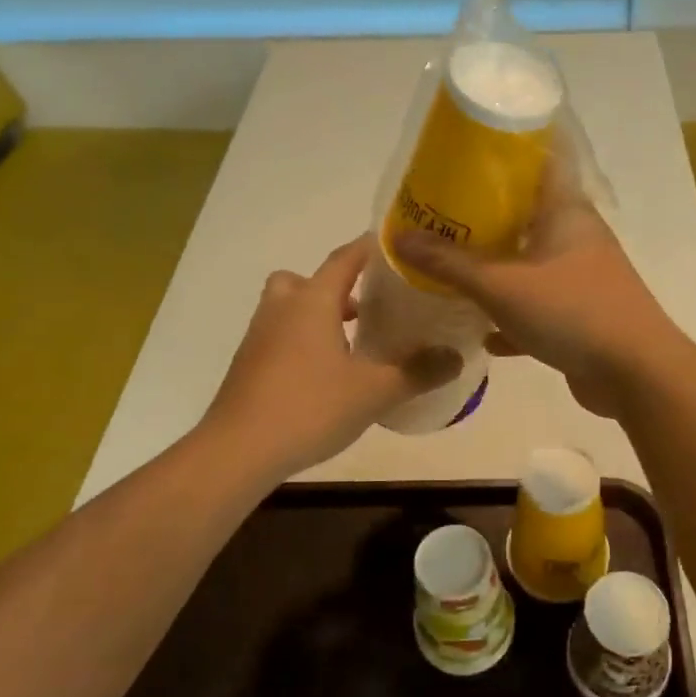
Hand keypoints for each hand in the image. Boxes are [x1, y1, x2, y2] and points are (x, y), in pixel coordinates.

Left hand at [204, 236, 460, 477]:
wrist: (238, 450)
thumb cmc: (309, 408)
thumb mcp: (373, 392)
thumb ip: (417, 372)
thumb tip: (456, 357)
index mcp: (312, 302)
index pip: (344, 258)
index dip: (370, 249)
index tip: (394, 246)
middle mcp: (281, 309)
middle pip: (305, 279)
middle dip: (335, 286)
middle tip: (364, 307)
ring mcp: (259, 337)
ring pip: (288, 308)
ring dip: (316, 315)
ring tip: (350, 343)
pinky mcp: (248, 364)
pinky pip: (278, 335)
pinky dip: (301, 341)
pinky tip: (324, 375)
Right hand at [393, 169, 685, 416]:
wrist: (635, 374)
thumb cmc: (572, 311)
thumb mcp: (502, 285)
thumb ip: (450, 264)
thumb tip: (398, 237)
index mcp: (566, 211)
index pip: (538, 161)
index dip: (502, 153)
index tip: (462, 155)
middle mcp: (576, 237)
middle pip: (525, 215)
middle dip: (483, 218)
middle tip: (438, 216)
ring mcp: (580, 278)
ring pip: (529, 264)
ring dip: (495, 269)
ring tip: (450, 268)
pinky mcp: (580, 315)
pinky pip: (537, 307)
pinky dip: (510, 315)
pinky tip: (481, 332)